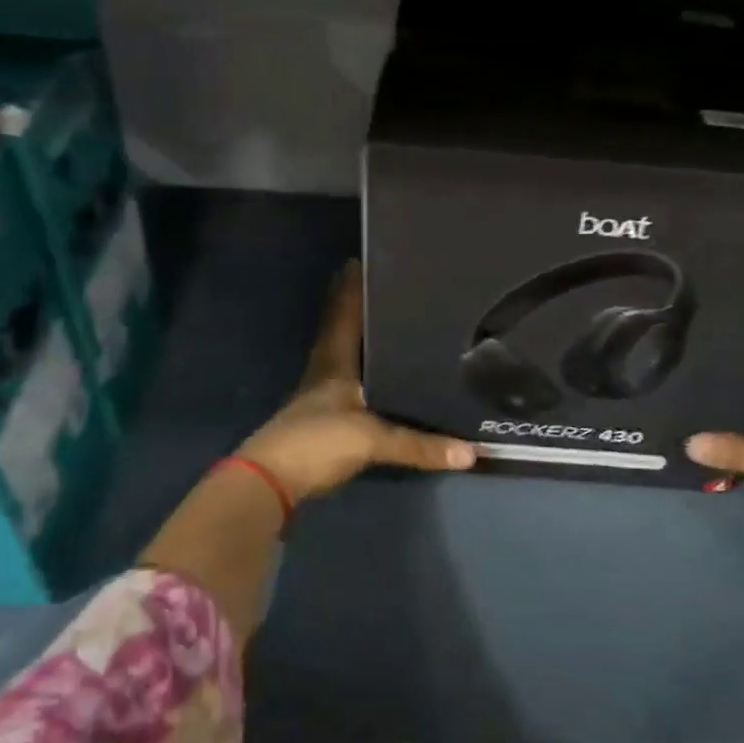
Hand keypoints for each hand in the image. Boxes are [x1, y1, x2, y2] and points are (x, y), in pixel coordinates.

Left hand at [236, 261, 475, 500]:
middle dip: (353, 307)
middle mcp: (324, 370)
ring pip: (340, 355)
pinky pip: (344, 382)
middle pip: (338, 329)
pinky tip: (374, 375)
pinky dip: (359, 371)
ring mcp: (319, 395)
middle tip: (378, 286)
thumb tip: (472, 451)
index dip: (350, 288)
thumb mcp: (372, 439)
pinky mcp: (321, 418)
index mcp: (333, 361)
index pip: (344, 314)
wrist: (271, 481)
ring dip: (355, 337)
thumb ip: (419, 445)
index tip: (360, 261)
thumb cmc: (318, 442)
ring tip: (382, 322)